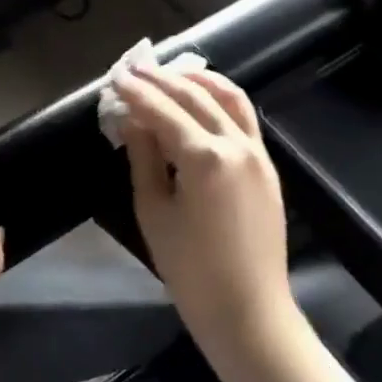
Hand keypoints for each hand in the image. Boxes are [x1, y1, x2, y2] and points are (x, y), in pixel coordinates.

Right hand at [113, 66, 297, 366]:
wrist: (248, 312)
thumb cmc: (190, 268)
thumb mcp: (153, 210)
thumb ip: (143, 157)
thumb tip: (132, 119)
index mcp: (204, 157)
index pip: (162, 110)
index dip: (135, 92)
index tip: (114, 77)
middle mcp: (236, 145)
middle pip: (194, 95)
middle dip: (161, 79)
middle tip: (133, 69)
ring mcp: (258, 154)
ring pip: (228, 97)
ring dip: (197, 80)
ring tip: (169, 73)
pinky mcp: (267, 166)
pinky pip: (243, 117)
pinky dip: (219, 99)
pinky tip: (199, 99)